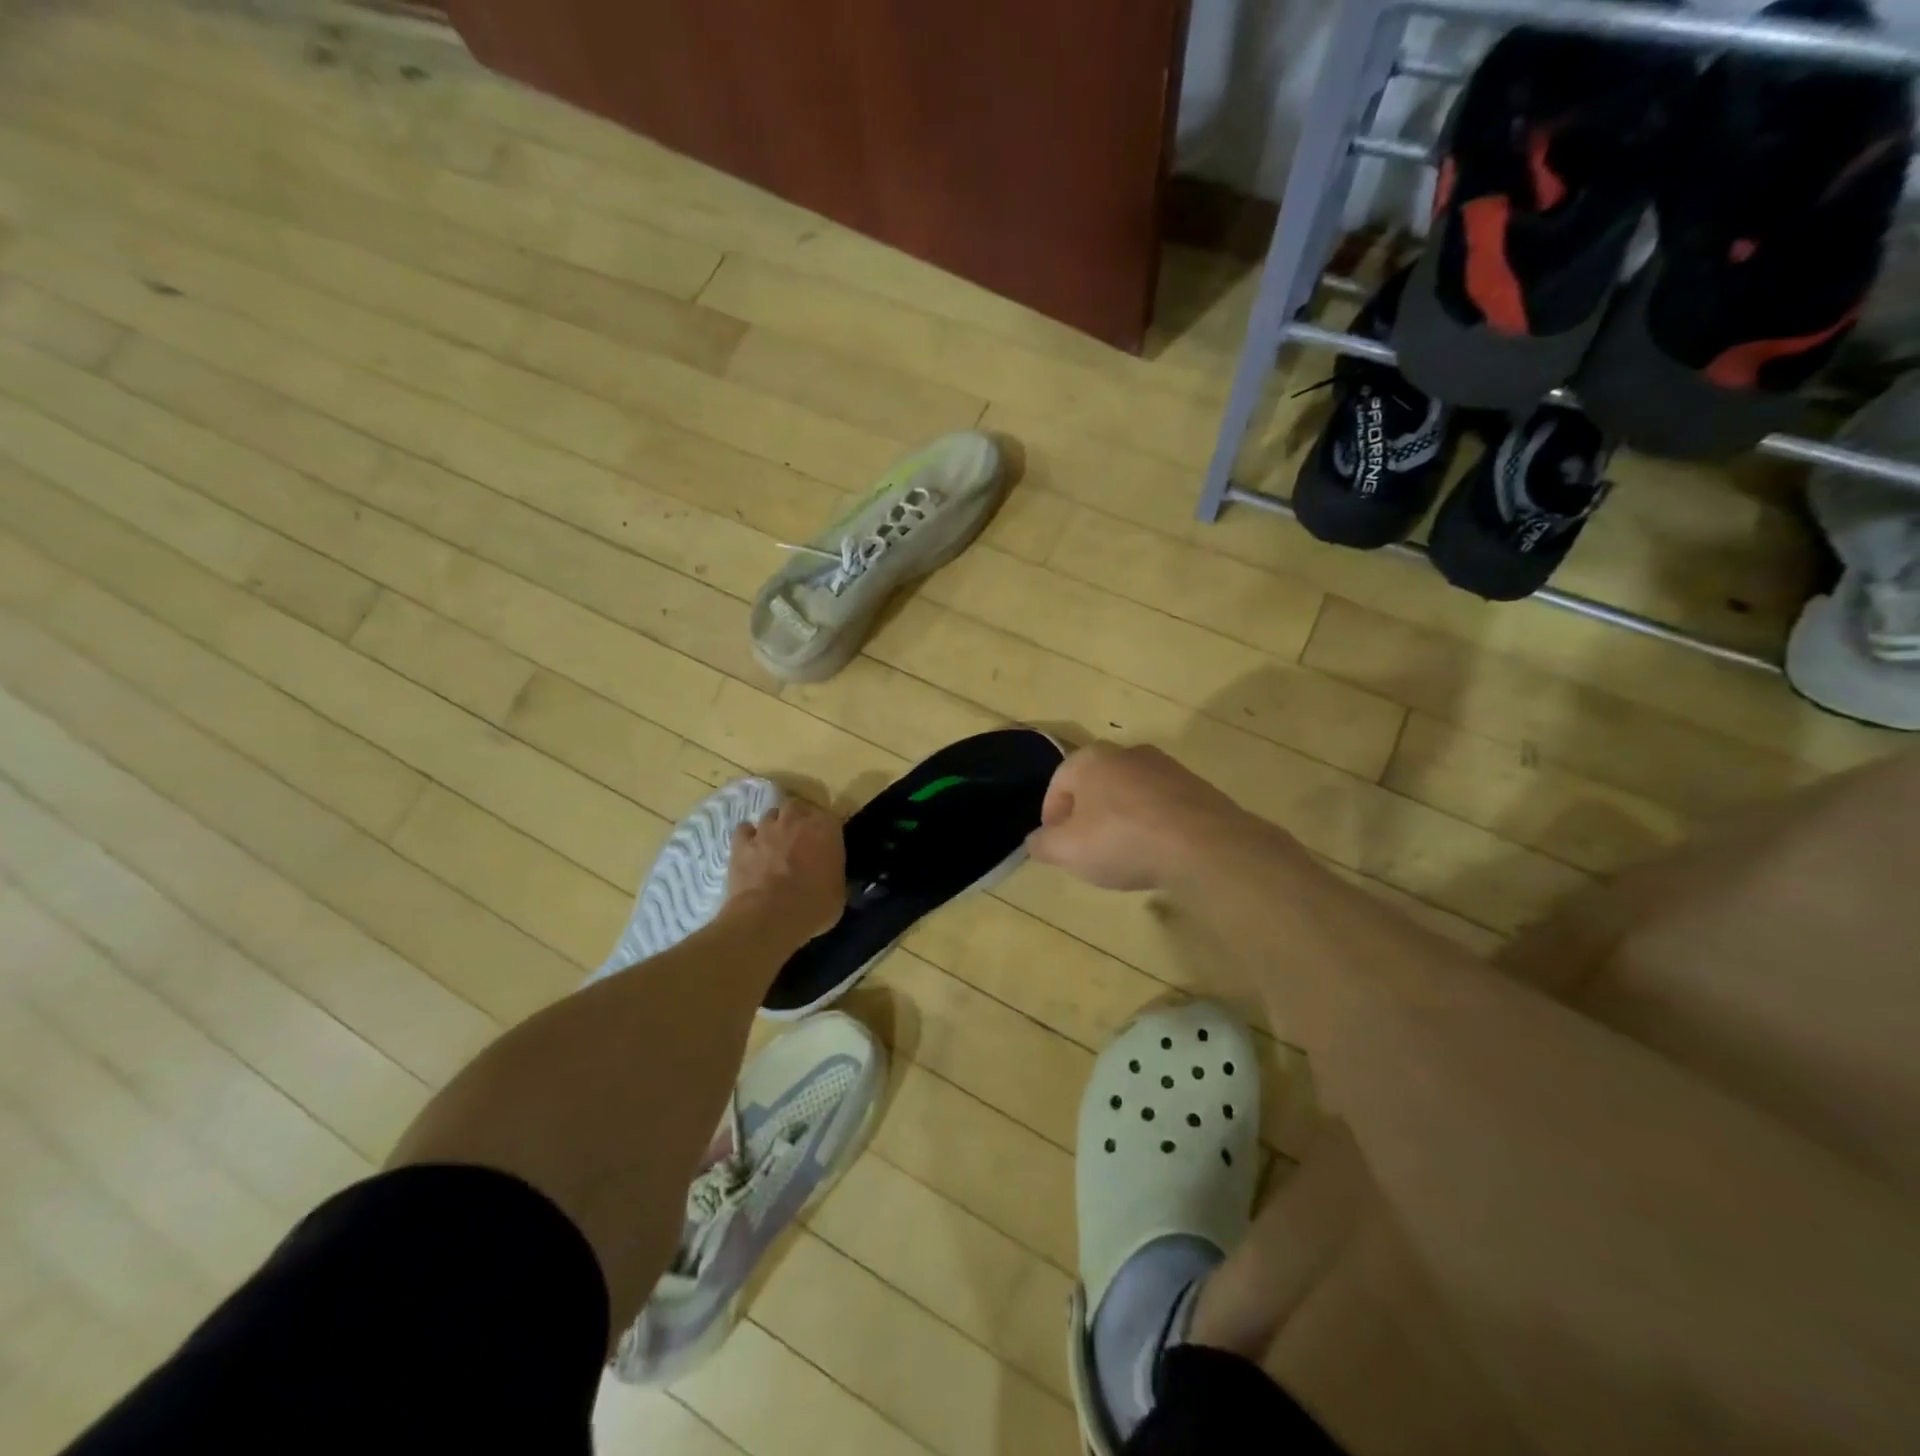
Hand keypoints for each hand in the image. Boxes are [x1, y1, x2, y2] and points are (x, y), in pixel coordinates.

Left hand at [724, 798, 845, 942]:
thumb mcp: (838, 893)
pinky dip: (748, 837)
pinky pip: (744, 831)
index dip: (825, 830)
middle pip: (796, 806)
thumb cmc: (813, 906)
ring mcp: (765, 830)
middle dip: (797, 818)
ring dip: (773, 826)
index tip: (825, 843)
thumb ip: (834, 874)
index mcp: (825, 829)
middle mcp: (795, 821)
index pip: (829, 817)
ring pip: (770, 815)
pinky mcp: (741, 843)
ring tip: (774, 844)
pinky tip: (750, 850)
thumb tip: (830, 876)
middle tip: (799, 838)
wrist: (770, 916)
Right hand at [1026, 743, 1245, 891]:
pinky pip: (1161, 807)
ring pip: (1129, 795)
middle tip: (1087, 850)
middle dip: (1086, 816)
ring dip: (1120, 820)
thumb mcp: (1066, 851)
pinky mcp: (1197, 788)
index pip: (1058, 784)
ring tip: (1123, 854)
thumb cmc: (1122, 840)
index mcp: (1091, 758)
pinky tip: (1155, 852)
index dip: (1051, 817)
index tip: (1057, 847)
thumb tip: (1037, 840)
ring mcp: (1167, 767)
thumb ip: (1042, 843)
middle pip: (1095, 786)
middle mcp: (1128, 752)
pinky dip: (1152, 825)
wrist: (1204, 846)